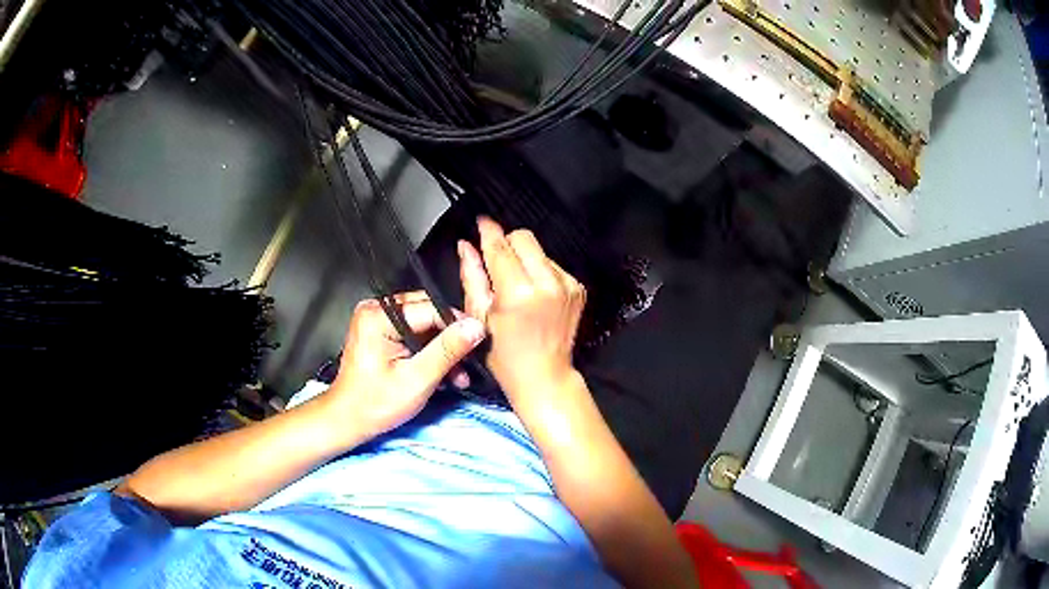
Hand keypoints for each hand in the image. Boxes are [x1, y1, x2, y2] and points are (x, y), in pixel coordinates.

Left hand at [327, 291, 485, 439]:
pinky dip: (429, 352)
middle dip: (451, 339)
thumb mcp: (417, 379)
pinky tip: (442, 373)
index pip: (431, 309)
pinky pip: (413, 333)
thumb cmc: (376, 404)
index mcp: (378, 315)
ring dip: (442, 349)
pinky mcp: (379, 331)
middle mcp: (375, 308)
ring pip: (424, 325)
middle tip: (469, 363)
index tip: (481, 344)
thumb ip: (447, 350)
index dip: (459, 326)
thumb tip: (476, 326)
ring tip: (458, 375)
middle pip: (428, 313)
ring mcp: (376, 319)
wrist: (347, 420)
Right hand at [457, 218, 585, 401]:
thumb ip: (473, 276)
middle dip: (507, 245)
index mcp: (518, 293)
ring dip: (524, 260)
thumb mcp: (480, 317)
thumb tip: (466, 247)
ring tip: (517, 287)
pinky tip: (534, 294)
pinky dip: (540, 273)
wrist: (545, 376)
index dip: (488, 231)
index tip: (481, 222)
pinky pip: (554, 265)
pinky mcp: (577, 288)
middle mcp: (547, 284)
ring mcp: (567, 285)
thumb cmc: (507, 356)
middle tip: (497, 264)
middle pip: (524, 238)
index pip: (500, 247)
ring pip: (539, 251)